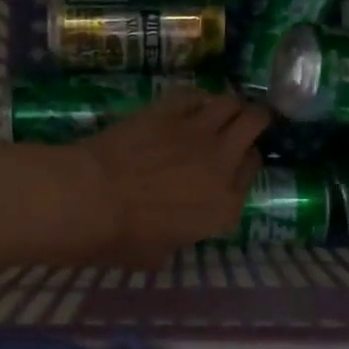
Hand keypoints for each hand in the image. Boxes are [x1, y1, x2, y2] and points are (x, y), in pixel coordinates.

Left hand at [76, 89, 268, 267]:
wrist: (92, 198)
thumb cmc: (123, 237)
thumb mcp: (160, 253)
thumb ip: (179, 237)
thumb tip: (169, 232)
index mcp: (225, 206)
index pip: (253, 170)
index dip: (246, 162)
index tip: (237, 160)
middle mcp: (221, 163)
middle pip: (254, 125)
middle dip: (256, 120)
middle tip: (248, 119)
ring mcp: (197, 132)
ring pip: (230, 103)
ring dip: (231, 104)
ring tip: (222, 108)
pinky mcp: (169, 110)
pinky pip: (194, 95)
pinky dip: (197, 98)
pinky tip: (191, 103)